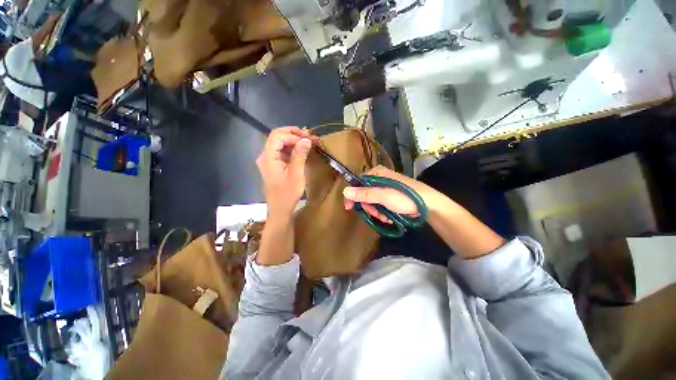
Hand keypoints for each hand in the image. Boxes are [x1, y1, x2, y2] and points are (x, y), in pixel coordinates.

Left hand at [256, 127, 317, 217]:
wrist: (280, 209)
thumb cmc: (288, 194)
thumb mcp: (296, 174)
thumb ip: (299, 155)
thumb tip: (306, 140)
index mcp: (268, 157)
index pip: (278, 136)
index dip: (293, 135)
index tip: (308, 140)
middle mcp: (265, 156)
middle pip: (277, 137)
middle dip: (294, 134)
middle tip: (309, 137)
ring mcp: (268, 160)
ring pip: (280, 143)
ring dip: (294, 141)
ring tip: (309, 142)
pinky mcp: (273, 165)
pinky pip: (281, 152)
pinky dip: (292, 149)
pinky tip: (302, 150)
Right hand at [343, 166, 439, 223]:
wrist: (429, 204)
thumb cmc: (405, 197)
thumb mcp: (383, 196)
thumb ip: (364, 194)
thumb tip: (345, 191)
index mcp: (377, 173)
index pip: (357, 182)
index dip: (352, 195)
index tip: (349, 207)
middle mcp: (380, 178)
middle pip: (364, 193)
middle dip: (368, 206)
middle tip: (375, 214)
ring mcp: (386, 187)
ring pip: (372, 200)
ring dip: (376, 211)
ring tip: (385, 217)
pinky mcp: (391, 196)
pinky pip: (380, 204)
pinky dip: (382, 212)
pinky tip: (389, 217)